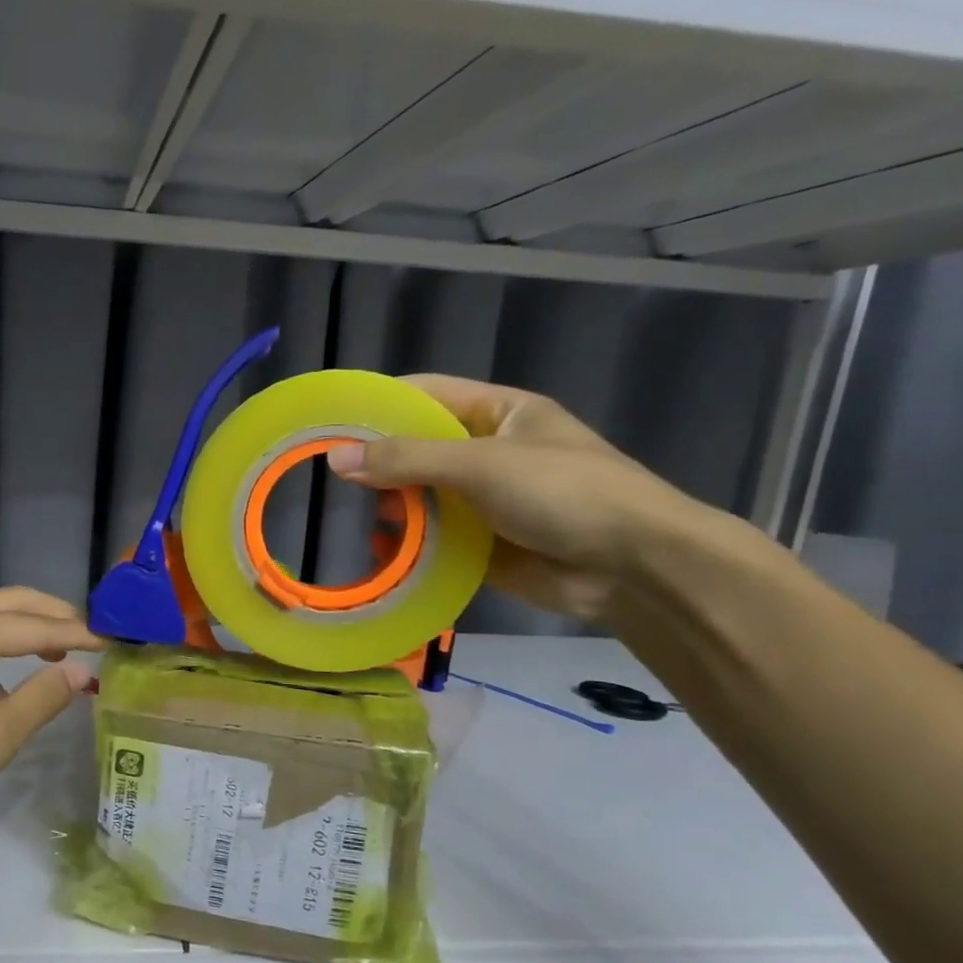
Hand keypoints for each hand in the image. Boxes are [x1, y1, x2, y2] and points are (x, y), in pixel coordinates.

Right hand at [326, 375, 719, 620]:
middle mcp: (488, 452)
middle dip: (380, 463)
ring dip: (393, 506)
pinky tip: (383, 551)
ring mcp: (486, 501)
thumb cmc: (564, 493)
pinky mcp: (483, 546)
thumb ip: (407, 459)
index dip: (380, 403)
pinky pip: (435, 539)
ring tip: (358, 515)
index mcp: (498, 414)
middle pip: (419, 448)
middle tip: (332, 477)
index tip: (330, 419)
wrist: (632, 567)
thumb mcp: (481, 464)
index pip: (427, 394)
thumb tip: (335, 458)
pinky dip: (409, 544)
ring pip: (424, 497)